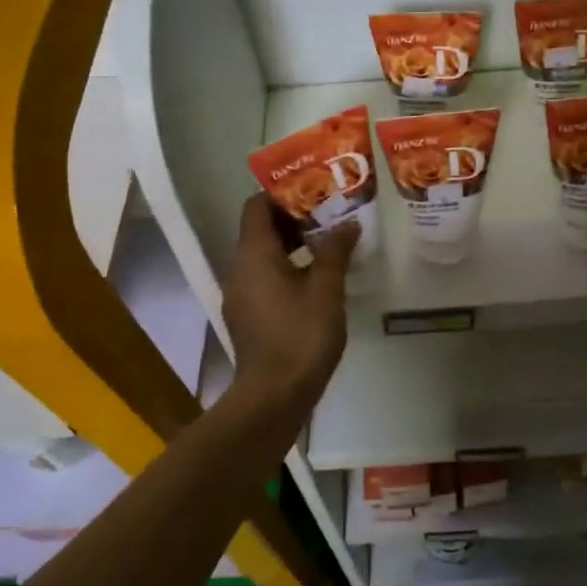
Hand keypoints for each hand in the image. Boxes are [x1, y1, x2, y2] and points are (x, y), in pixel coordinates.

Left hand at [220, 194, 355, 415]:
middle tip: (329, 213)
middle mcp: (238, 267)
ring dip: (292, 244)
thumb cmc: (301, 335)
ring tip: (328, 242)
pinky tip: (315, 278)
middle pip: (260, 229)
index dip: (282, 193)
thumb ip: (335, 251)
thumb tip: (348, 225)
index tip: (314, 190)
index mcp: (253, 253)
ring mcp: (239, 293)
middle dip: (293, 218)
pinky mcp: (246, 314)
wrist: (273, 395)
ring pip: (262, 254)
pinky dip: (285, 267)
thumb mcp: (326, 289)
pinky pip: (263, 276)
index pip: (257, 206)